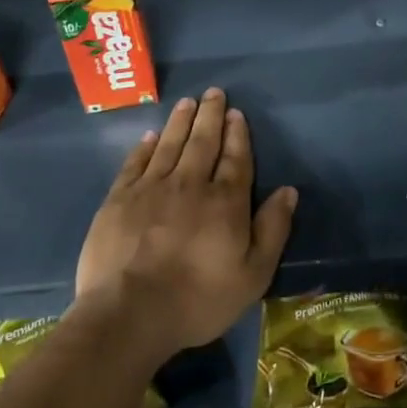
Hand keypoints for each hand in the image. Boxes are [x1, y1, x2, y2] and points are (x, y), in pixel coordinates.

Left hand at [75, 88, 297, 367]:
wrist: (128, 314)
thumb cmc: (198, 299)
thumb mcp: (252, 275)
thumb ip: (273, 230)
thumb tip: (288, 191)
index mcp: (225, 201)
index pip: (235, 159)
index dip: (237, 134)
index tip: (236, 113)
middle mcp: (190, 184)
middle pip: (203, 142)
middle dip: (210, 116)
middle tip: (213, 92)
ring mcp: (150, 189)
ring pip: (169, 145)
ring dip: (180, 122)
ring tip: (187, 102)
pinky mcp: (118, 200)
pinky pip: (135, 164)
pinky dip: (145, 147)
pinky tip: (150, 137)